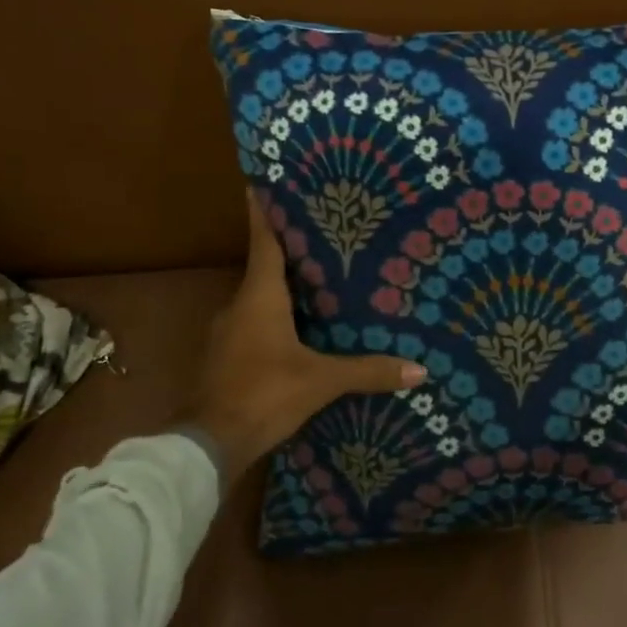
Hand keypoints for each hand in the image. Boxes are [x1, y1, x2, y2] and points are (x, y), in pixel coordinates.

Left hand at [189, 191, 426, 485]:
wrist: (207, 445)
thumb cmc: (263, 394)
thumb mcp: (320, 382)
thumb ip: (367, 372)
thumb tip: (419, 371)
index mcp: (259, 297)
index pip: (264, 242)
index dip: (265, 212)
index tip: (264, 182)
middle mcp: (239, 306)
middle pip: (266, 268)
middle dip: (291, 252)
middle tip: (324, 236)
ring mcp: (228, 333)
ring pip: (260, 300)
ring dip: (284, 290)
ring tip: (320, 283)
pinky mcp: (226, 357)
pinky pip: (255, 325)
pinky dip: (276, 319)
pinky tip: (300, 331)